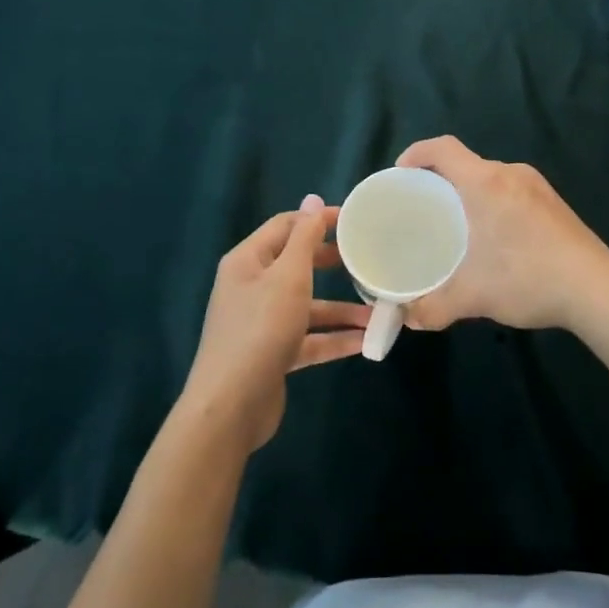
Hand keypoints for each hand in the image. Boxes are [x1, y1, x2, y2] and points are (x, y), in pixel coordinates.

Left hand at [180, 195, 370, 453]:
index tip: (355, 222)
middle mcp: (252, 287)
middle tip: (367, 259)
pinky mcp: (273, 354)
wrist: (230, 407)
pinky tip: (365, 342)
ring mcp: (261, 323)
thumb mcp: (288, 276)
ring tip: (378, 312)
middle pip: (297, 265)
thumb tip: (313, 200)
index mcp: (248, 261)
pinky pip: (308, 339)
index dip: (318, 220)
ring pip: (307, 306)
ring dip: (341, 309)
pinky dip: (334, 339)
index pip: (286, 226)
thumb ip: (304, 238)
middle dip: (332, 263)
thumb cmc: (260, 329)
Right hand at [395, 136, 608, 333]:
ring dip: (468, 192)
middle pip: (466, 163)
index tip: (400, 174)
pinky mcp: (552, 201)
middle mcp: (510, 174)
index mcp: (485, 182)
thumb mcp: (473, 296)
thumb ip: (433, 307)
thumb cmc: (528, 278)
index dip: (416, 153)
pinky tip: (492, 236)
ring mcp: (536, 185)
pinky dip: (491, 201)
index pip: (443, 148)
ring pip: (490, 177)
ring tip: (454, 223)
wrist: (596, 287)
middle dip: (440, 179)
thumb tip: (407, 318)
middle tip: (423, 207)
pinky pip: (510, 189)